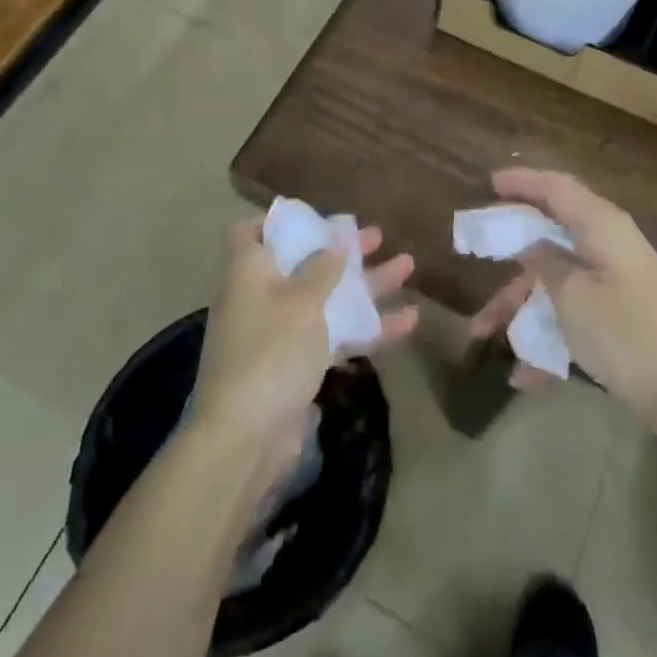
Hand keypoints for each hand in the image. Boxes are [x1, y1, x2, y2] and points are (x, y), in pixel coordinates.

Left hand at [192, 219, 417, 477]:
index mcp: (249, 272)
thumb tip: (337, 236)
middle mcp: (262, 297)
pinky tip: (410, 321)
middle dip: (342, 251)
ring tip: (408, 266)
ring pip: (327, 300)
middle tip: (378, 236)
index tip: (314, 219)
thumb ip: (324, 266)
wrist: (247, 437)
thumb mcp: (302, 300)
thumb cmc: (270, 350)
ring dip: (366, 285)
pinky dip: (368, 328)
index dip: (277, 223)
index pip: (249, 234)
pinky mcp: (298, 366)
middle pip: (303, 263)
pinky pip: (335, 336)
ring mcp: (281, 334)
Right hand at [470, 168, 656, 425]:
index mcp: (601, 226)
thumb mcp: (572, 295)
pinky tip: (522, 375)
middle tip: (476, 249)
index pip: (556, 188)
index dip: (522, 181)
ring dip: (519, 304)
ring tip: (482, 332)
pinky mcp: (617, 315)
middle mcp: (608, 245)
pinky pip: (570, 312)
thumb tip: (528, 243)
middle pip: (550, 233)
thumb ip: (543, 261)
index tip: (488, 182)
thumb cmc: (625, 333)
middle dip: (510, 249)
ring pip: (554, 279)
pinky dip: (545, 335)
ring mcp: (613, 282)